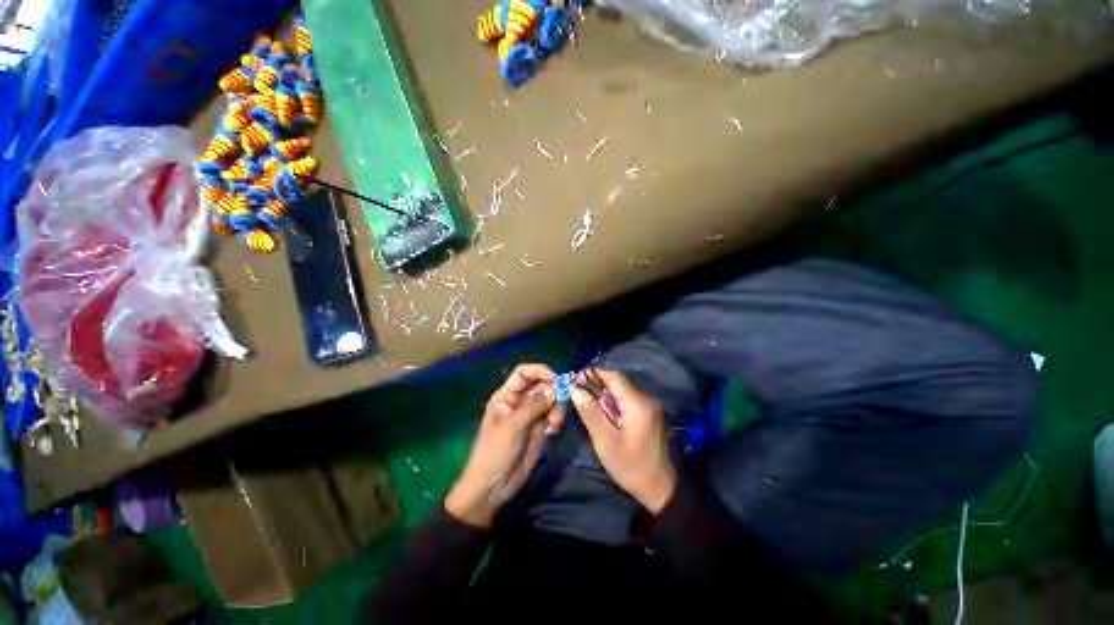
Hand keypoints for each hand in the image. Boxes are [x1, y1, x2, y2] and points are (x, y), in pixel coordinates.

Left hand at [445, 364, 562, 527]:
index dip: (540, 371)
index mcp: (506, 395)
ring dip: (557, 407)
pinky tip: (552, 431)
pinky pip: (553, 414)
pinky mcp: (539, 427)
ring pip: (550, 399)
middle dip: (553, 390)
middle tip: (561, 402)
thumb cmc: (495, 452)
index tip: (557, 379)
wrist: (493, 487)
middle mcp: (519, 401)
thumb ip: (534, 406)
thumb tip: (555, 388)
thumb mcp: (513, 426)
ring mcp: (530, 414)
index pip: (524, 372)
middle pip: (541, 384)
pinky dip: (556, 418)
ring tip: (553, 424)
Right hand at [572, 370, 677, 512]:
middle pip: (618, 382)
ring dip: (604, 393)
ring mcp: (649, 406)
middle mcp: (646, 399)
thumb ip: (590, 412)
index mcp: (637, 403)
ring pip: (622, 390)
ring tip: (586, 402)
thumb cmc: (630, 467)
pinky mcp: (649, 413)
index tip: (574, 379)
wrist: (660, 488)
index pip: (613, 377)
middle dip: (596, 384)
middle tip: (577, 392)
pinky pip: (627, 399)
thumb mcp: (605, 441)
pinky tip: (603, 413)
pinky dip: (613, 402)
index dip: (592, 374)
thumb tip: (574, 389)